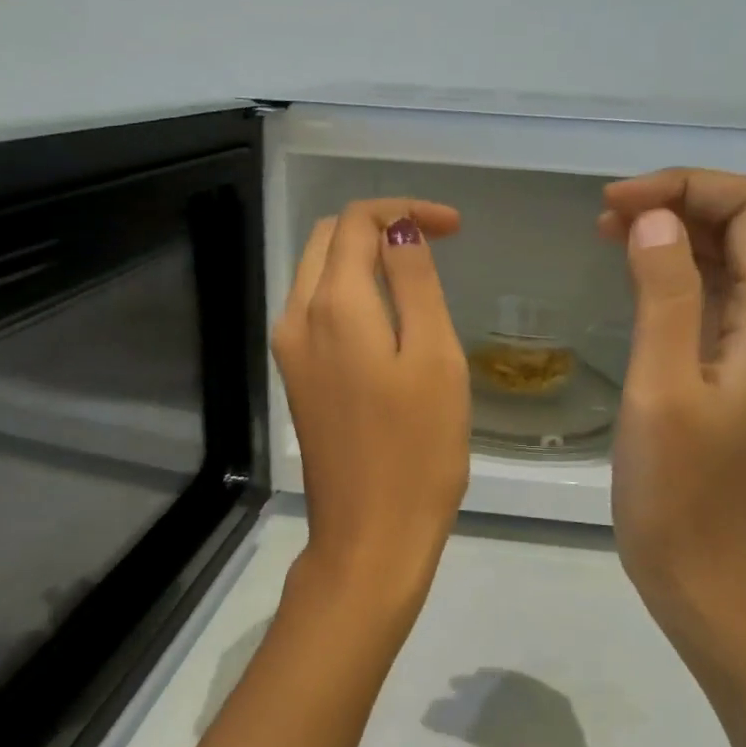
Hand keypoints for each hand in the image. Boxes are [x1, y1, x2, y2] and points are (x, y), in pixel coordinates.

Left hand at [274, 200, 470, 599]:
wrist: (370, 535)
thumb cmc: (417, 450)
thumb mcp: (433, 357)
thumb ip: (414, 283)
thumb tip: (400, 232)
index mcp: (332, 304)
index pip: (357, 223)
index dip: (406, 211)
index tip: (455, 228)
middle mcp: (297, 317)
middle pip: (328, 241)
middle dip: (380, 227)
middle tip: (438, 242)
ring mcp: (289, 351)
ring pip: (316, 273)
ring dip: (362, 258)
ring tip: (416, 273)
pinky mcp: (296, 379)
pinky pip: (315, 310)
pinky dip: (349, 292)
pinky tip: (387, 314)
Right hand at [598, 170, 745, 623]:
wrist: (696, 567)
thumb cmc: (675, 486)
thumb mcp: (661, 385)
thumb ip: (664, 294)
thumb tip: (654, 218)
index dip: (686, 188)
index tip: (616, 204)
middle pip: (744, 230)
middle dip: (678, 205)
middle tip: (603, 216)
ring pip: (727, 264)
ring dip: (674, 237)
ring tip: (608, 235)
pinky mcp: (735, 374)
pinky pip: (713, 302)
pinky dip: (675, 276)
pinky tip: (634, 277)